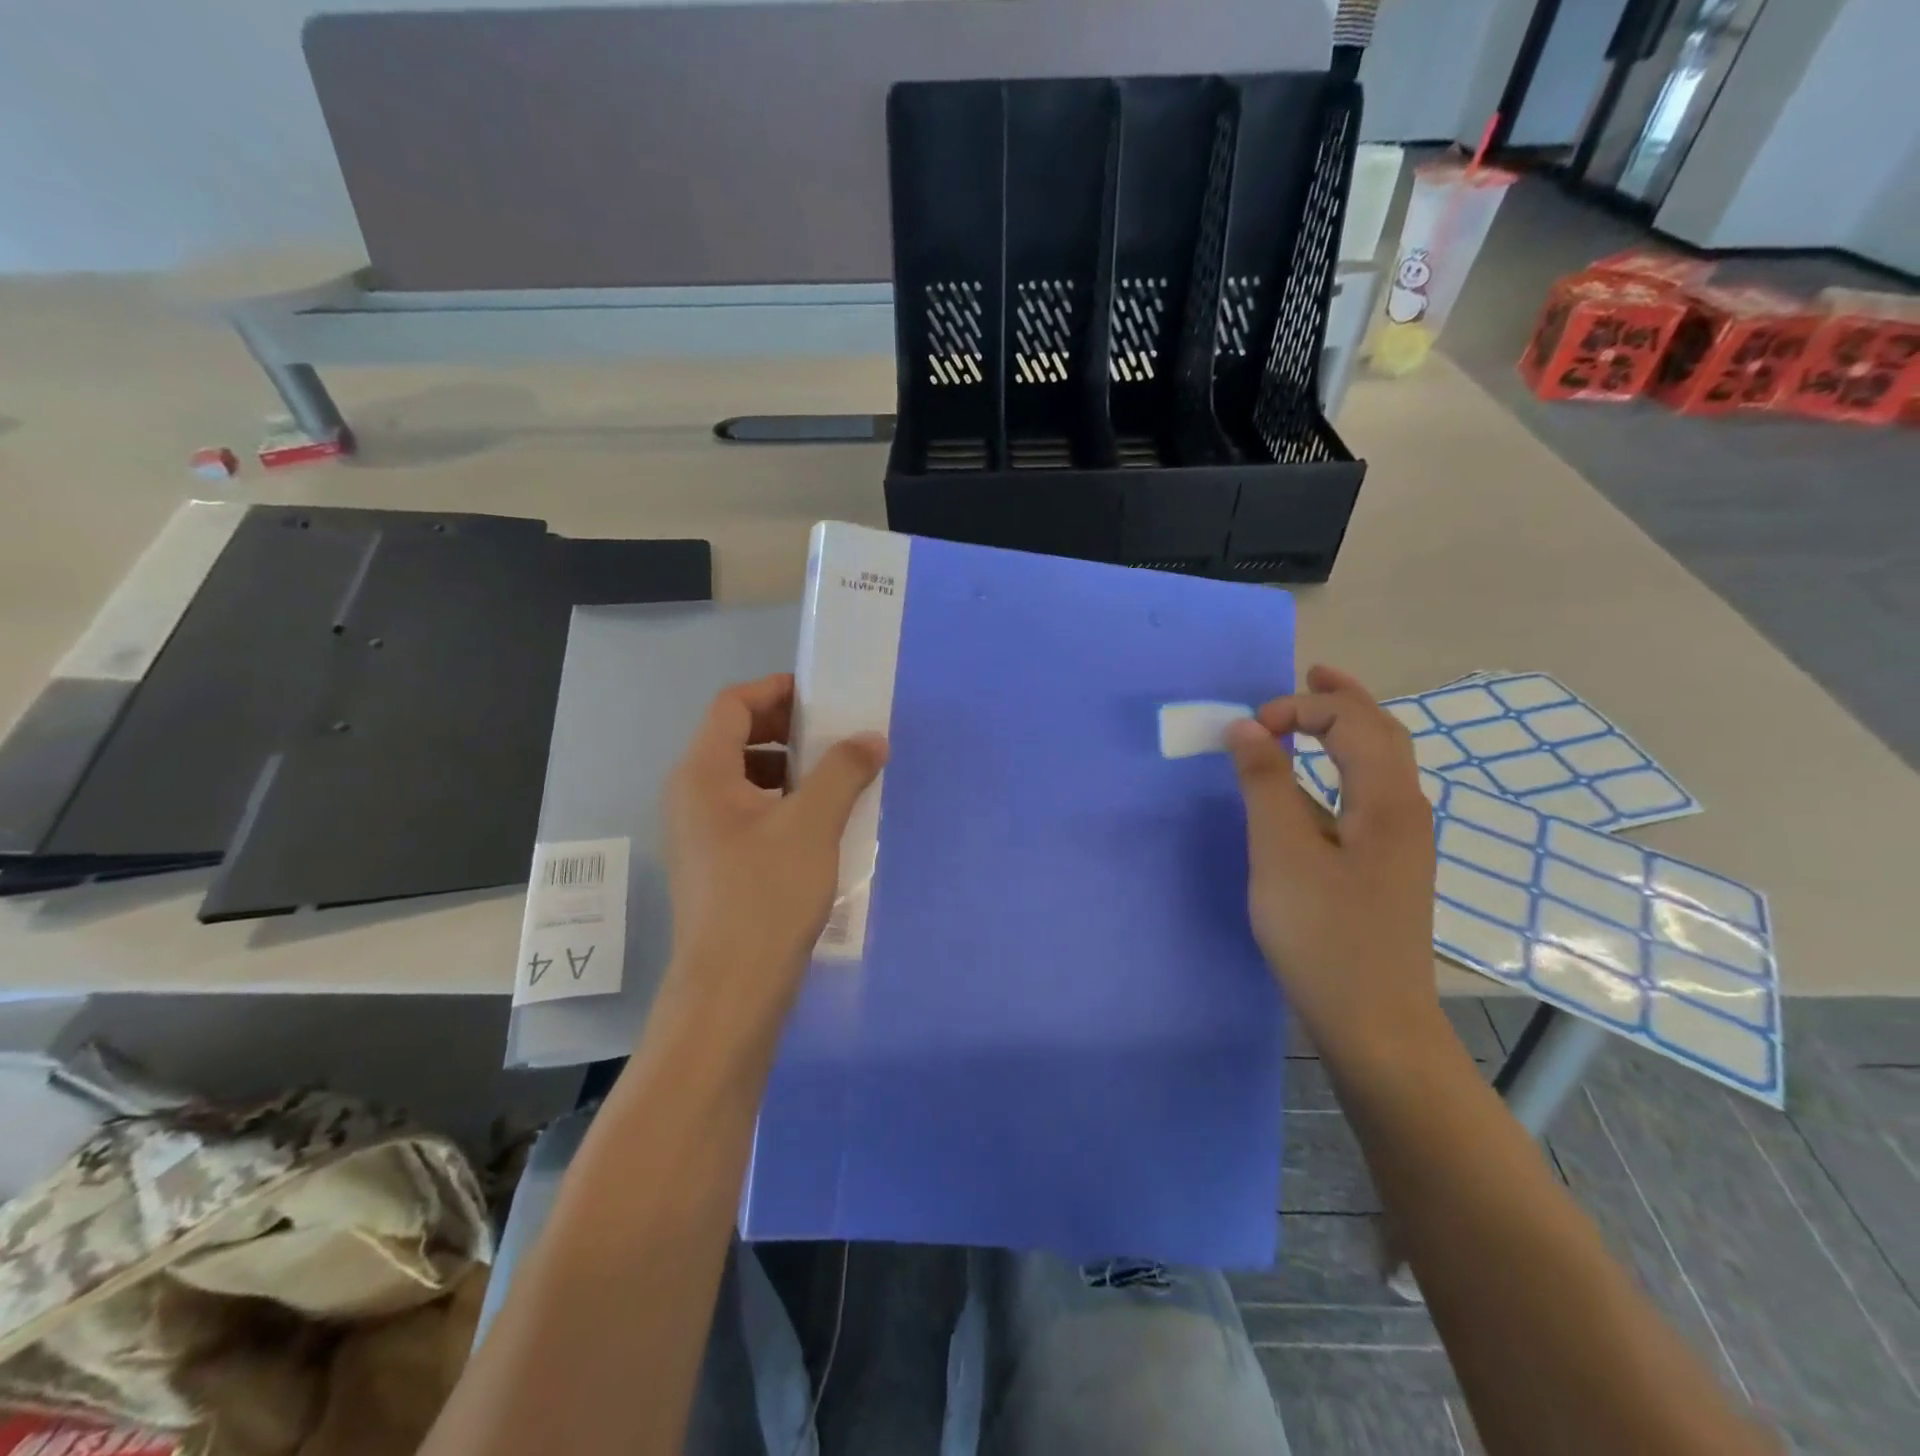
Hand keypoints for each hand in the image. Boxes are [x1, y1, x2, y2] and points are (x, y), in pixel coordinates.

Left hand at [665, 674, 886, 1021]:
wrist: (731, 989)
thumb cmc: (767, 896)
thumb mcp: (813, 824)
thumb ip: (843, 771)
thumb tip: (871, 738)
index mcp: (703, 774)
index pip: (732, 705)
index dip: (776, 690)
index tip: (822, 696)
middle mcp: (691, 796)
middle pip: (735, 738)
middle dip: (787, 729)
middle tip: (836, 735)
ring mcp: (699, 833)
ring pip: (743, 778)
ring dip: (788, 768)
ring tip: (834, 779)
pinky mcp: (714, 864)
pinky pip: (747, 811)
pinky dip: (782, 802)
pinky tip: (818, 824)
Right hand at [1224, 665, 1443, 1067]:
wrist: (1375, 1023)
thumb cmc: (1325, 935)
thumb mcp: (1282, 853)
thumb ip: (1265, 784)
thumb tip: (1245, 727)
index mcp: (1387, 800)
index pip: (1351, 721)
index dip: (1299, 709)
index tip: (1248, 731)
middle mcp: (1405, 812)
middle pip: (1381, 733)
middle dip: (1342, 698)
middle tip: (1309, 672)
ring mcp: (1400, 843)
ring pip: (1378, 765)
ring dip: (1345, 730)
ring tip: (1310, 715)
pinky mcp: (1384, 868)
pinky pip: (1365, 795)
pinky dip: (1338, 768)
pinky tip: (1311, 785)